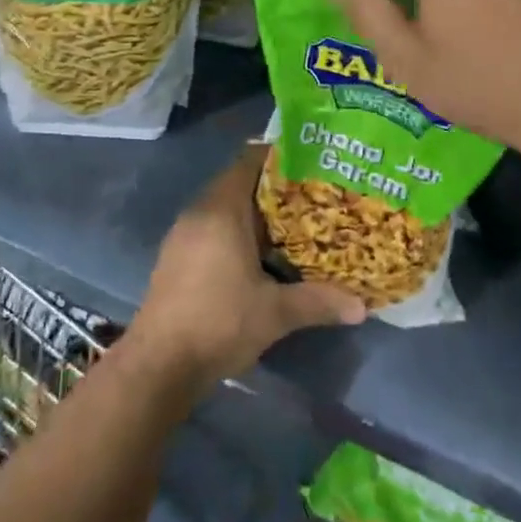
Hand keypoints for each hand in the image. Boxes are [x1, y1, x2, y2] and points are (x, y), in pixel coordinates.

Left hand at [130, 148, 365, 385]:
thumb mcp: (275, 313)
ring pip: (224, 207)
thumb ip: (318, 302)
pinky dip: (234, 231)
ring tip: (291, 226)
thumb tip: (361, 307)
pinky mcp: (176, 255)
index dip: (279, 157)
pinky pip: (211, 227)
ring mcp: (183, 233)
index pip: (250, 160)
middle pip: (239, 182)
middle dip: (273, 189)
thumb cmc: (219, 322)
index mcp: (222, 208)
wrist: (159, 364)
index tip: (310, 164)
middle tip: (310, 198)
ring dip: (253, 213)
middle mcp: (200, 210)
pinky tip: (257, 256)